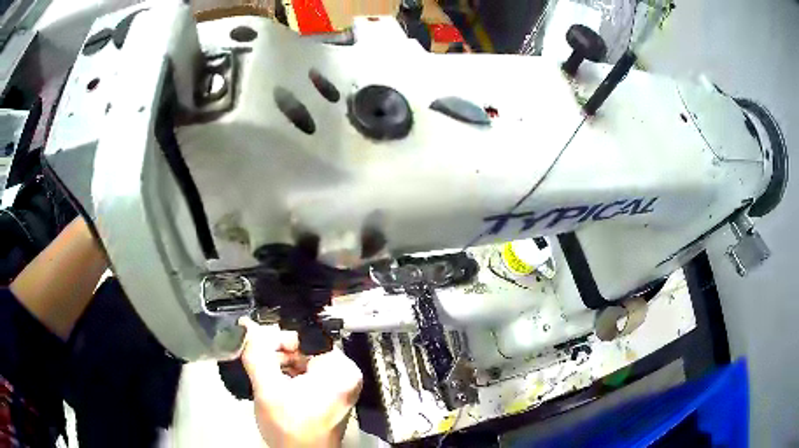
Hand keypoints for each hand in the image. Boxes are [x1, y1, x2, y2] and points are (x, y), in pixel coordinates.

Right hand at [239, 317, 362, 447]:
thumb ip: (256, 355)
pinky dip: (288, 377)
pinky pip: (306, 376)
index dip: (278, 338)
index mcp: (340, 368)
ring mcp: (339, 386)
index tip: (257, 345)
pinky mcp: (329, 397)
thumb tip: (246, 326)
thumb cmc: (291, 428)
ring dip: (280, 366)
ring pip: (302, 362)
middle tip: (257, 363)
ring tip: (264, 377)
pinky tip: (274, 386)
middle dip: (277, 354)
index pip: (306, 336)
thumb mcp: (268, 389)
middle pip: (304, 349)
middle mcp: (345, 374)